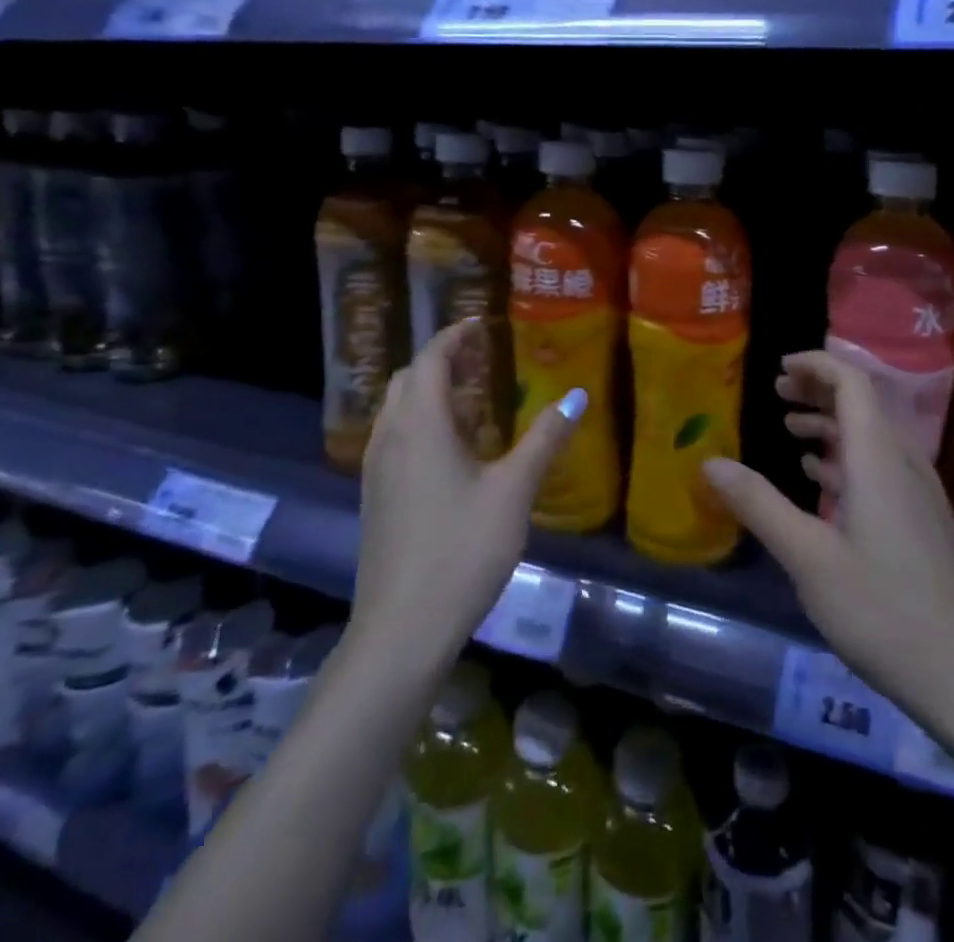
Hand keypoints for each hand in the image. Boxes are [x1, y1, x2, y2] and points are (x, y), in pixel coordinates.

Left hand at [351, 319, 583, 667]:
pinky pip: (396, 436)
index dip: (454, 336)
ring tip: (473, 400)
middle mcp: (390, 436)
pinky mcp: (376, 496)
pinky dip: (422, 421)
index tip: (480, 324)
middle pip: (410, 378)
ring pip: (399, 408)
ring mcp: (376, 468)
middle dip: (442, 360)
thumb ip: (545, 439)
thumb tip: (577, 395)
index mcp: (420, 425)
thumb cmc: (461, 551)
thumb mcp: (513, 492)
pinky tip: (453, 450)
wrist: (401, 629)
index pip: (432, 359)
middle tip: (482, 360)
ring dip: (430, 391)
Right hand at [702, 351, 953, 727]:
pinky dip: (846, 457)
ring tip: (788, 431)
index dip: (817, 365)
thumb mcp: (808, 558)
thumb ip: (759, 504)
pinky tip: (820, 480)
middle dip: (818, 390)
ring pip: (871, 436)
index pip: (852, 383)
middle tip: (776, 394)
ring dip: (830, 424)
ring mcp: (918, 493)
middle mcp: (904, 463)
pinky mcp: (922, 521)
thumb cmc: (882, 610)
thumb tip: (709, 463)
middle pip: (863, 403)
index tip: (779, 368)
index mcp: (878, 458)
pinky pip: (880, 466)